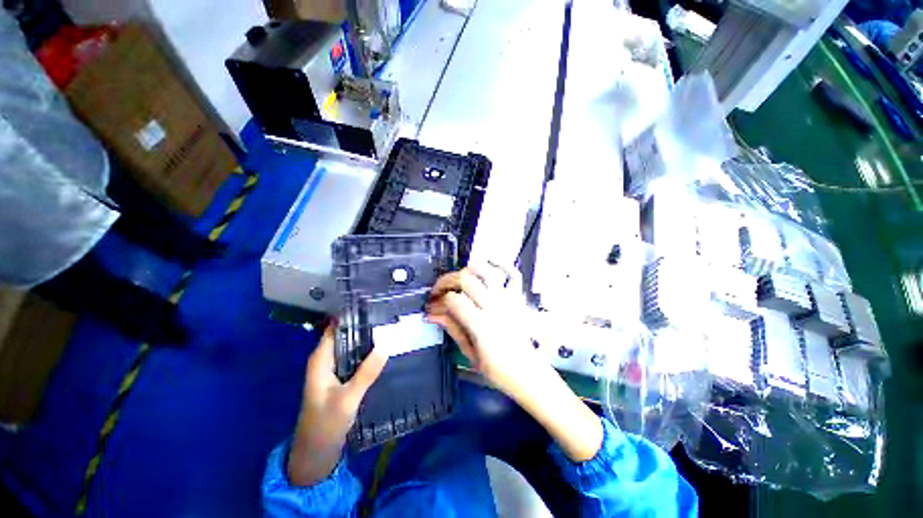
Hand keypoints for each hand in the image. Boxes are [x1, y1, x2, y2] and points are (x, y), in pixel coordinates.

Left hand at [288, 322, 387, 485]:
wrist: (316, 451)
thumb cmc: (326, 423)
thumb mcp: (348, 398)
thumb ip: (367, 372)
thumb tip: (386, 344)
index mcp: (321, 359)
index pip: (335, 328)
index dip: (351, 317)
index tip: (373, 307)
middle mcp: (326, 360)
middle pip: (345, 335)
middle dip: (363, 326)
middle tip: (388, 317)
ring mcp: (334, 369)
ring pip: (351, 347)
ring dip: (367, 339)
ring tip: (390, 329)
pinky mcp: (341, 378)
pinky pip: (355, 358)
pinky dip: (366, 353)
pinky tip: (383, 351)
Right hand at [427, 263, 548, 398]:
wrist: (527, 373)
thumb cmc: (497, 369)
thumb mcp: (469, 353)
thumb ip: (452, 329)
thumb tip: (433, 314)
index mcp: (481, 325)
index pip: (453, 300)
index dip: (438, 301)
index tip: (432, 306)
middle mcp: (494, 307)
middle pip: (466, 280)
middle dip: (447, 281)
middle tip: (439, 291)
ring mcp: (508, 300)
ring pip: (487, 272)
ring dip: (469, 269)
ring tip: (459, 278)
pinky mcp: (517, 298)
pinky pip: (513, 274)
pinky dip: (502, 264)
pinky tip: (489, 262)